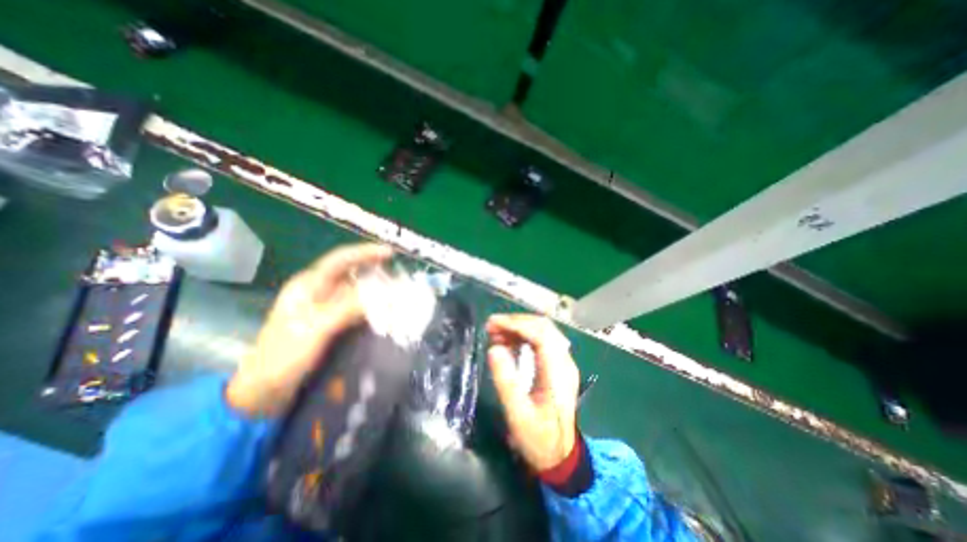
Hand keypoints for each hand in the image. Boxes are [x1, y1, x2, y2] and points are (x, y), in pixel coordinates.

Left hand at [227, 242, 391, 416]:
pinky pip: (356, 309)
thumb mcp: (316, 328)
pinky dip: (371, 308)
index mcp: (308, 286)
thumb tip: (383, 294)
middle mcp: (317, 292)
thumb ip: (348, 307)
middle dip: (375, 272)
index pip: (340, 260)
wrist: (265, 391)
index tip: (390, 253)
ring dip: (376, 291)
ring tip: (397, 294)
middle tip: (399, 276)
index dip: (365, 253)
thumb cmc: (284, 356)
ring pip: (356, 292)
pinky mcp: (331, 323)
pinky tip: (384, 313)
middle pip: (351, 274)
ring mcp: (324, 308)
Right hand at [488, 313, 576, 469]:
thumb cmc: (538, 438)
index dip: (516, 324)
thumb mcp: (518, 414)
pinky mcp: (558, 365)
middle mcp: (564, 361)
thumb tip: (494, 349)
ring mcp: (563, 362)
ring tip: (495, 333)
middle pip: (543, 327)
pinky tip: (508, 342)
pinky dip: (523, 336)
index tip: (493, 324)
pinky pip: (541, 341)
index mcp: (557, 372)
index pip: (541, 334)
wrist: (560, 455)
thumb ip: (506, 381)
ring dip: (519, 327)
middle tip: (491, 327)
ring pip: (543, 331)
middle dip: (516, 322)